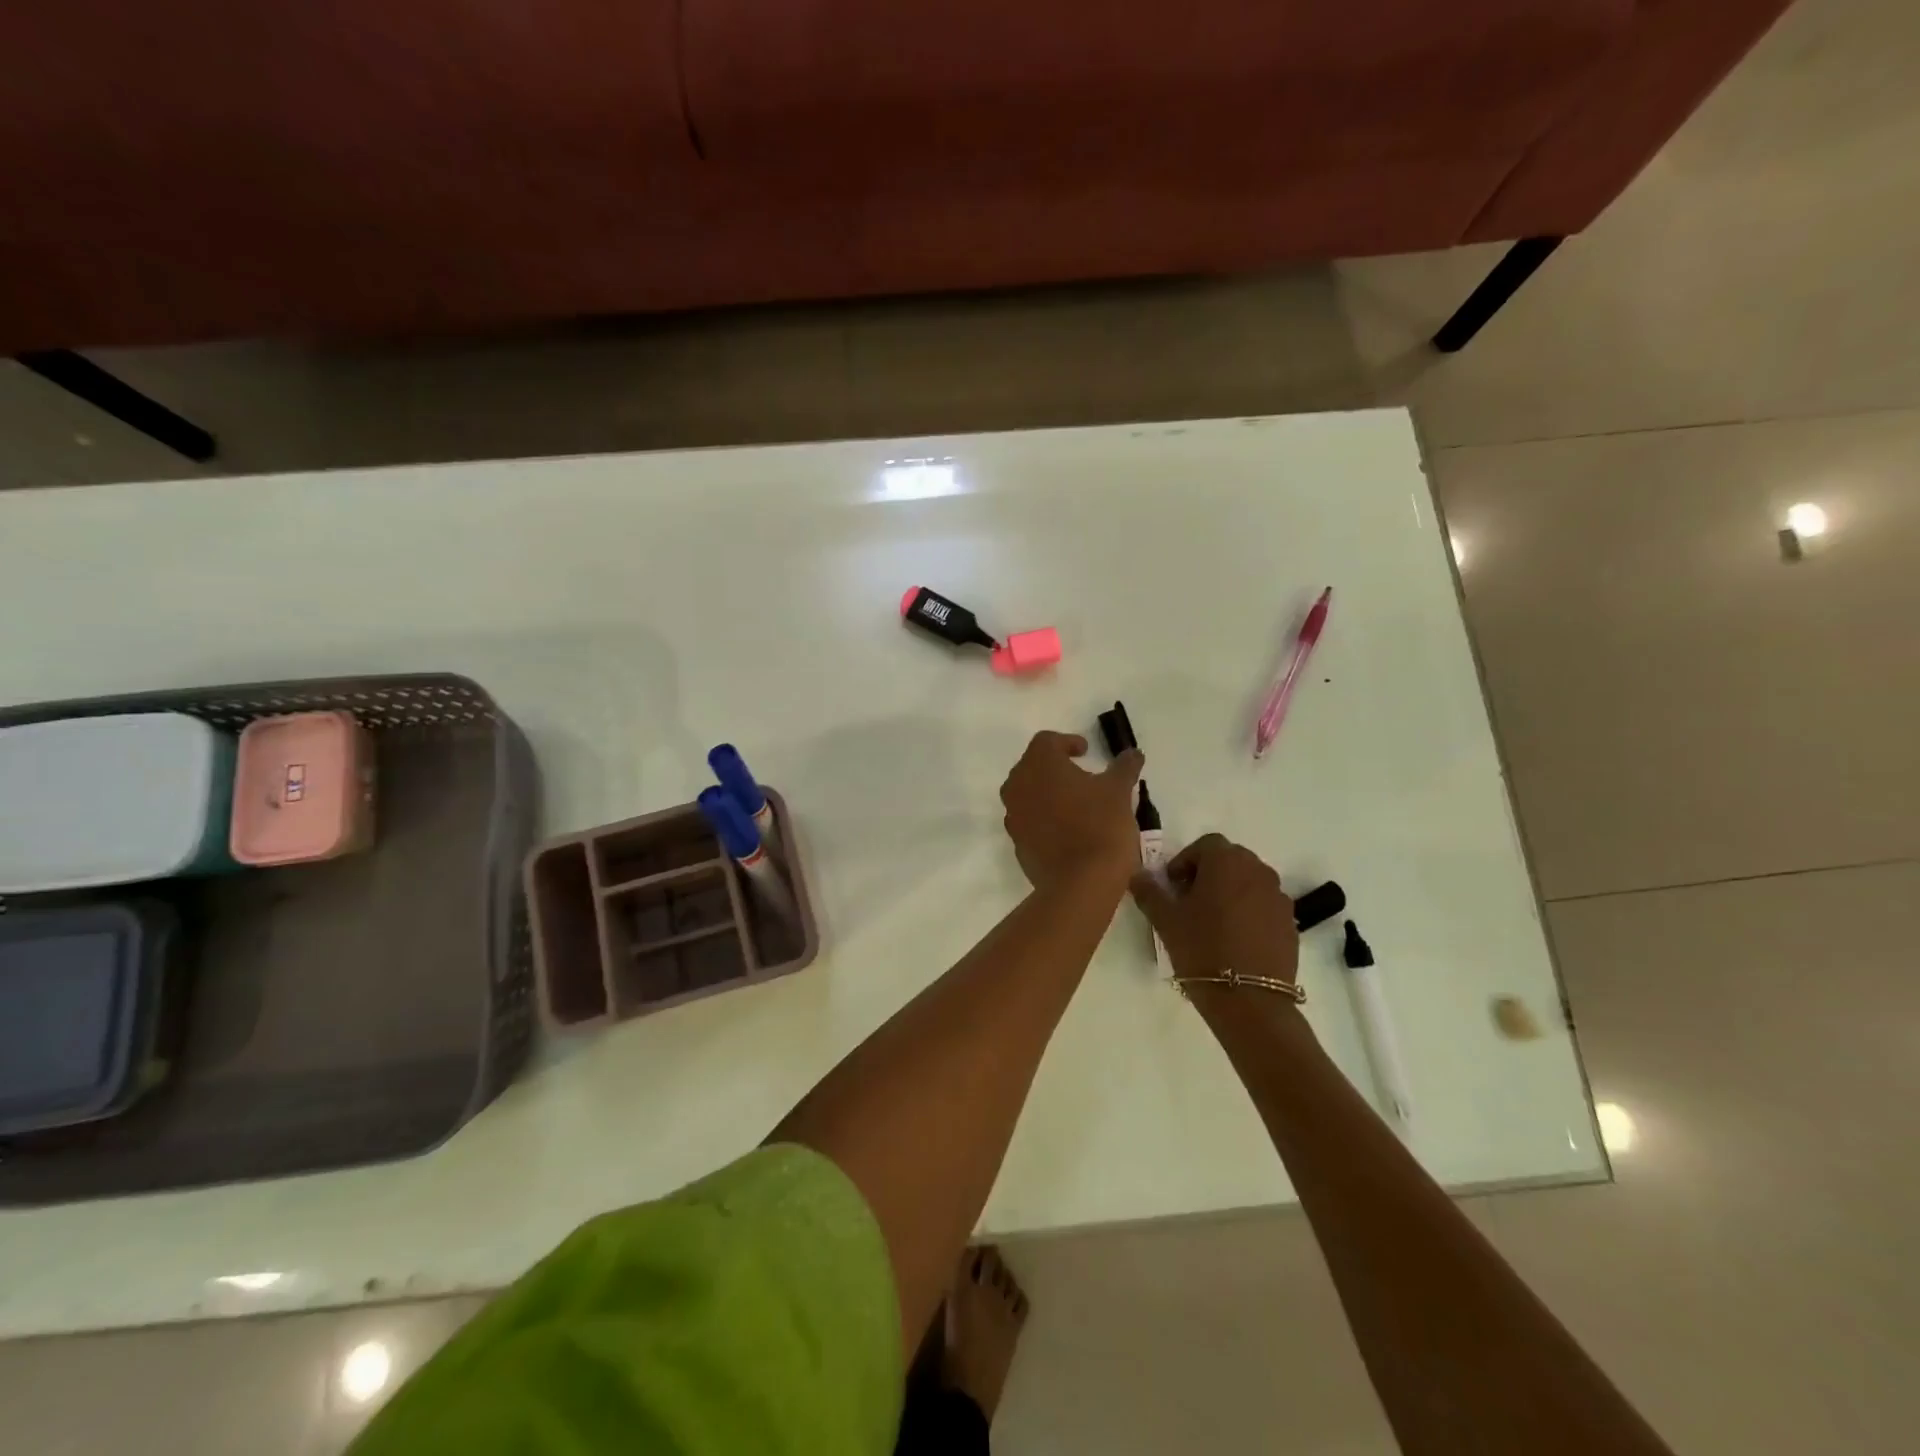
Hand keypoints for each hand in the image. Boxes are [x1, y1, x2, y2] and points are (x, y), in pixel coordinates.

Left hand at [999, 731, 1143, 889]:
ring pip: (1028, 793)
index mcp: (1039, 764)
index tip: (1085, 752)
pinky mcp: (1016, 842)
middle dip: (1055, 767)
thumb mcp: (1119, 791)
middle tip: (1081, 776)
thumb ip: (1124, 767)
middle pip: (1033, 766)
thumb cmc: (1100, 826)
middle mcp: (1018, 785)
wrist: (1079, 883)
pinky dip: (1044, 818)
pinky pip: (1029, 820)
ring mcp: (1013, 815)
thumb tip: (1132, 753)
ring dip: (1048, 793)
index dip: (1067, 742)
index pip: (1047, 741)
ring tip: (1076, 803)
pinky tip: (1067, 829)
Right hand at [1132, 834, 1297, 985]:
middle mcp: (1258, 870)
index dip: (1185, 861)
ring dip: (1230, 892)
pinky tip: (1235, 940)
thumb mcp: (1165, 919)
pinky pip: (1264, 906)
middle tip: (1189, 902)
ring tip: (1213, 922)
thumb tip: (1138, 875)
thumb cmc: (1202, 948)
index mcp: (1226, 861)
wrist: (1249, 1000)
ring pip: (1249, 883)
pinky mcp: (1290, 923)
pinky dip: (1249, 912)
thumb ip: (1149, 891)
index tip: (1173, 887)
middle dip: (1208, 874)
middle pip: (1230, 860)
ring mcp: (1278, 896)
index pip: (1204, 845)